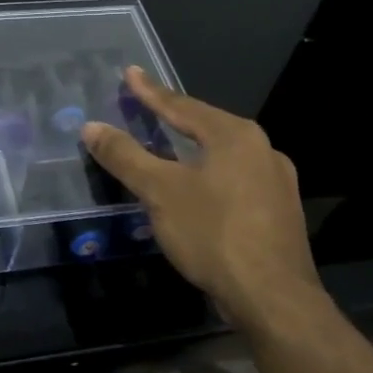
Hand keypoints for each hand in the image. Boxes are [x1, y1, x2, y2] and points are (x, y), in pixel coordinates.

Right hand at [81, 67, 321, 328]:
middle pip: (207, 126)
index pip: (182, 105)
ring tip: (172, 146)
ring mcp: (278, 182)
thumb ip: (125, 156)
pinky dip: (212, 176)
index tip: (130, 73)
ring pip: (225, 155)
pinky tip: (201, 190)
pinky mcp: (281, 213)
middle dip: (176, 117)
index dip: (151, 92)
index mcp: (235, 135)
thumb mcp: (159, 192)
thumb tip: (91, 126)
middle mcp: (262, 149)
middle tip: (149, 107)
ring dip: (195, 148)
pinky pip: (237, 180)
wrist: (274, 299)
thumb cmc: (213, 234)